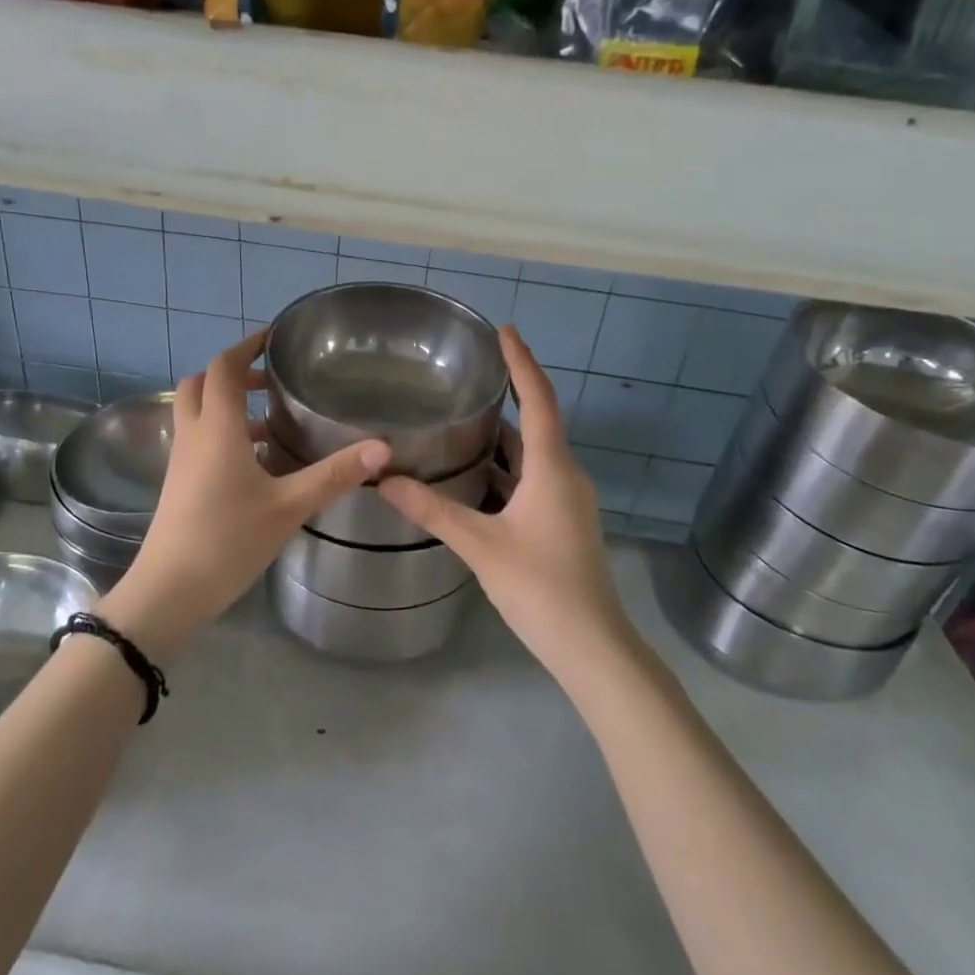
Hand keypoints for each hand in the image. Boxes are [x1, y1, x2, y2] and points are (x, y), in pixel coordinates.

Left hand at [103, 331, 390, 660]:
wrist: (169, 591)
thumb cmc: (227, 541)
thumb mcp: (288, 507)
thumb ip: (334, 475)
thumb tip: (383, 448)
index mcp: (217, 429)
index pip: (224, 368)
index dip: (246, 347)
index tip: (273, 338)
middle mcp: (194, 436)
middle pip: (200, 383)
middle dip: (232, 372)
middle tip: (270, 378)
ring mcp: (181, 461)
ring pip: (197, 412)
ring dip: (227, 403)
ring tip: (272, 420)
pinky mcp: (179, 484)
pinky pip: (198, 440)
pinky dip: (223, 432)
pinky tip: (257, 462)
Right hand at [380, 327, 630, 678]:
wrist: (591, 645)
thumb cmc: (540, 587)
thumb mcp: (480, 545)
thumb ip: (432, 509)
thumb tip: (384, 478)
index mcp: (552, 468)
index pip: (538, 399)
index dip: (521, 362)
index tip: (504, 329)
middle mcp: (566, 475)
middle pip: (537, 422)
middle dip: (508, 394)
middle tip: (470, 373)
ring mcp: (568, 500)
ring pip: (533, 455)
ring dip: (503, 436)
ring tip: (462, 418)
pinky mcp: (563, 521)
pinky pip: (533, 479)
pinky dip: (506, 468)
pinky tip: (474, 474)